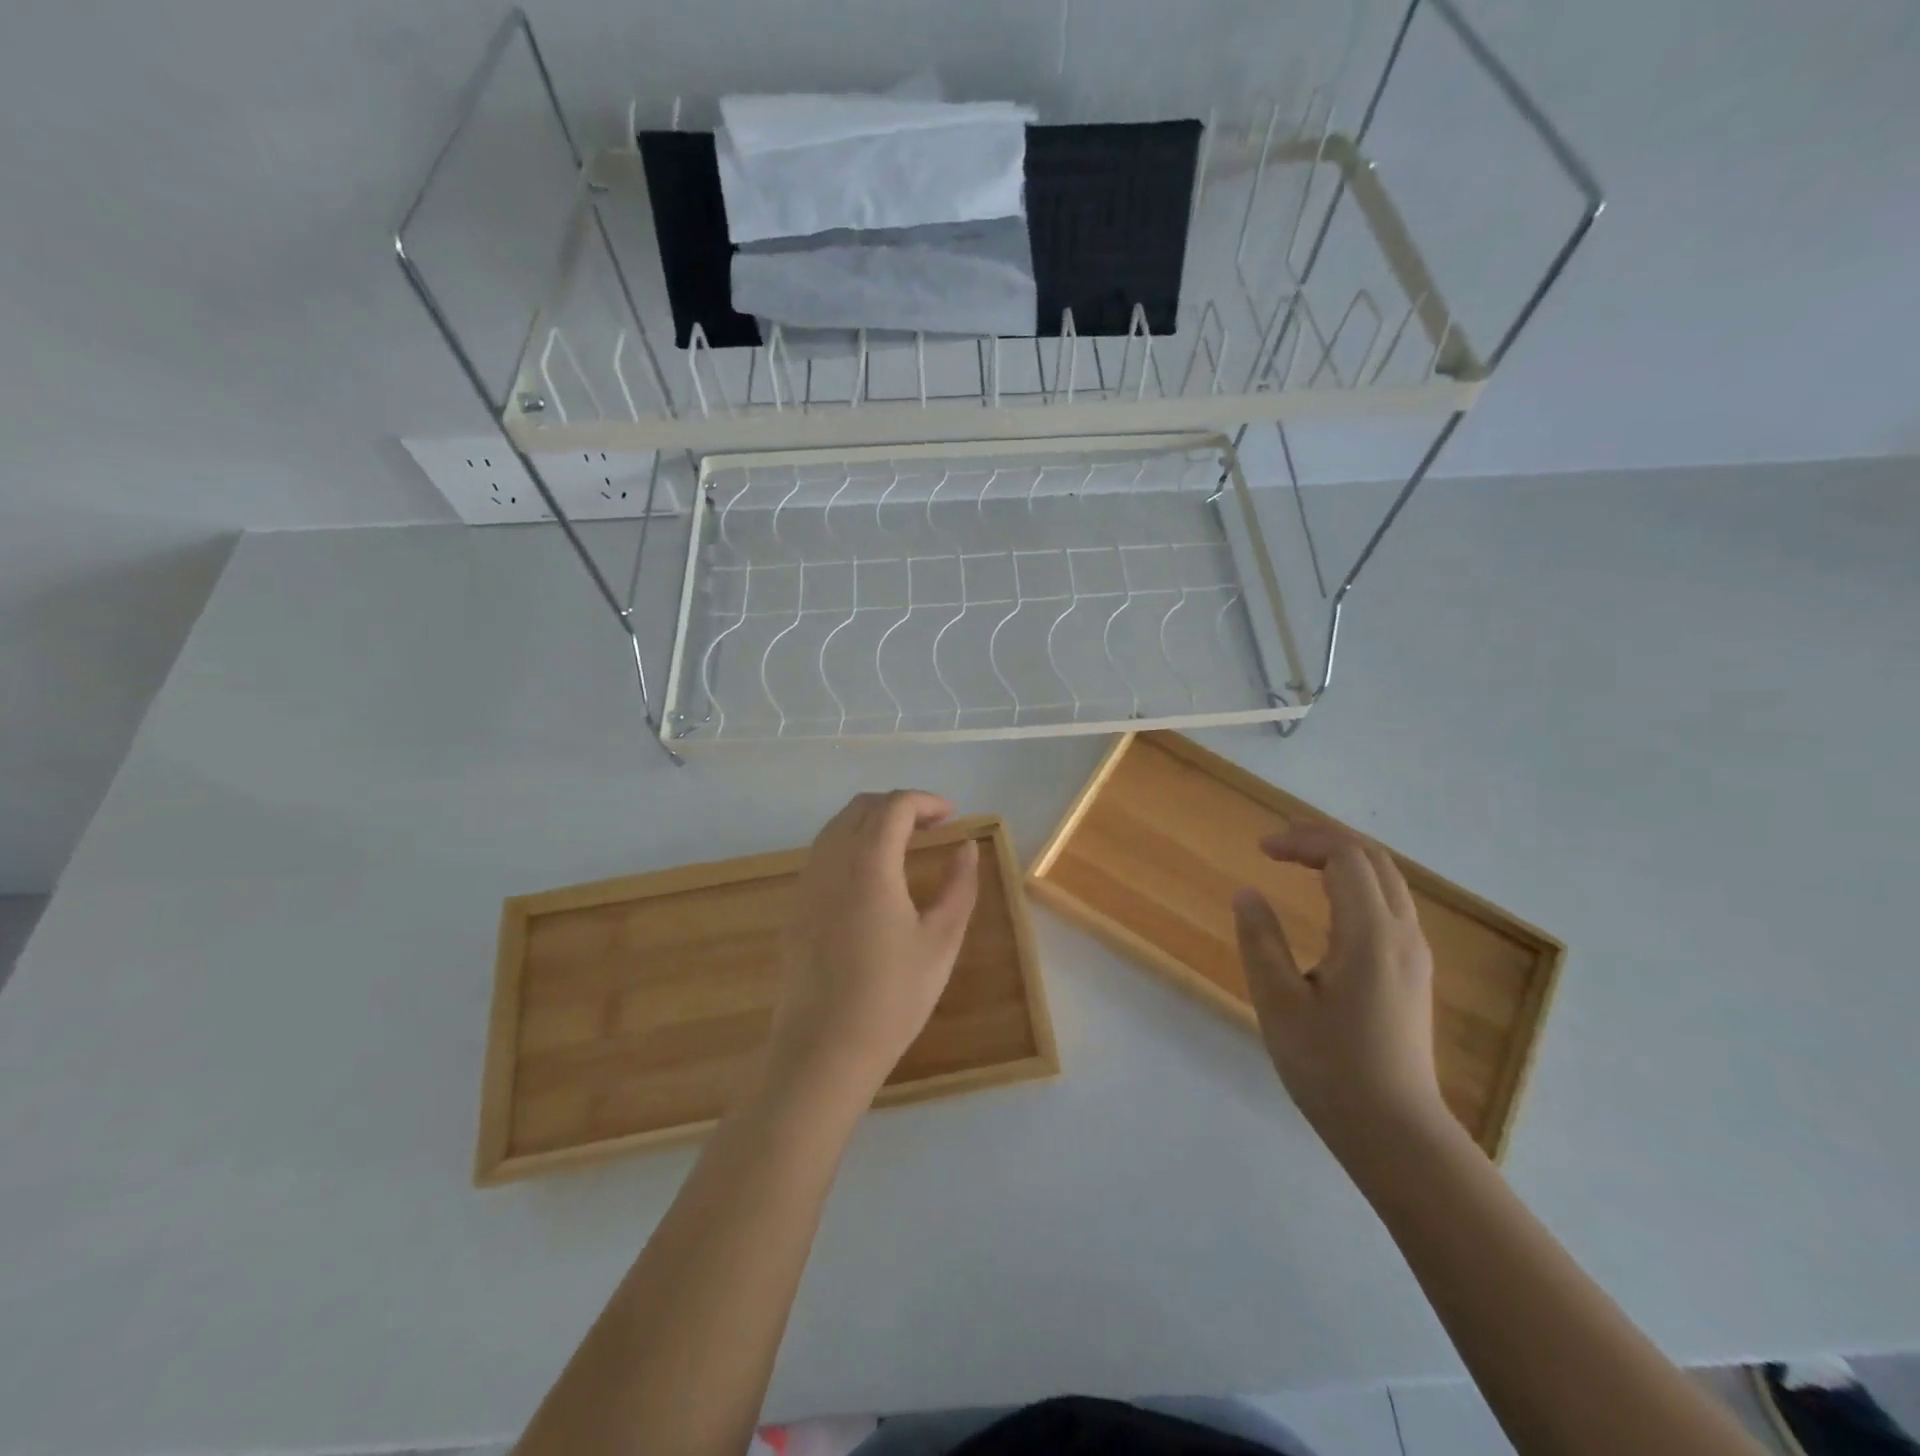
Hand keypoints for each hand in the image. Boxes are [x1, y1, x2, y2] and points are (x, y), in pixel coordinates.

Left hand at [768, 790, 979, 1101]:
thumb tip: (966, 848)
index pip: (895, 806)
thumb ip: (959, 887)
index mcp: (869, 864)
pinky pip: (824, 852)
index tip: (953, 816)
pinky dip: (852, 842)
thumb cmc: (892, 997)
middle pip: (862, 806)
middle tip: (933, 826)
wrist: (824, 1048)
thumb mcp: (941, 942)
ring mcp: (808, 882)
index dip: (926, 801)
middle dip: (900, 805)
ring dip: (873, 821)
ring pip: (838, 826)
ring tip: (906, 844)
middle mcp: (832, 861)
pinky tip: (873, 875)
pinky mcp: (796, 905)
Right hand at [1232, 824, 1448, 1158]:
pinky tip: (1329, 903)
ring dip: (1344, 859)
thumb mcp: (1279, 1002)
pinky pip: (1390, 904)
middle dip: (1325, 839)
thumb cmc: (1330, 1067)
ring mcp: (1414, 954)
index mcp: (1369, 934)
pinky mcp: (1413, 973)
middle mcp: (1401, 934)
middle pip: (1373, 859)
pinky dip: (1357, 884)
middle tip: (1279, 844)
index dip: (1302, 841)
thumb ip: (1260, 940)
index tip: (1261, 850)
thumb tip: (1247, 894)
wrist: (1396, 1132)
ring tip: (1300, 862)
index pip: (1345, 857)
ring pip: (1387, 880)